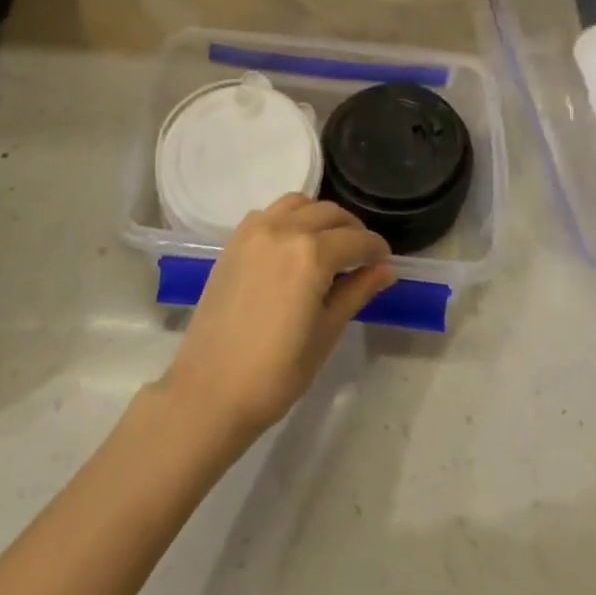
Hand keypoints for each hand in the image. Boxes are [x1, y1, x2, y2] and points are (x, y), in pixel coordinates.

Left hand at [159, 195, 394, 446]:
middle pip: (329, 213)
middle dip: (352, 230)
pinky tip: (294, 246)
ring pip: (299, 204)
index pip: (356, 240)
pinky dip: (290, 218)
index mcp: (312, 254)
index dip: (376, 250)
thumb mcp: (326, 333)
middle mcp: (284, 229)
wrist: (210, 390)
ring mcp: (255, 230)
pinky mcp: (235, 240)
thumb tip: (385, 270)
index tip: (384, 262)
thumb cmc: (276, 372)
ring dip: (320, 217)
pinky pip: (271, 213)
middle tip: (361, 256)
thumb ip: (356, 292)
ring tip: (329, 246)